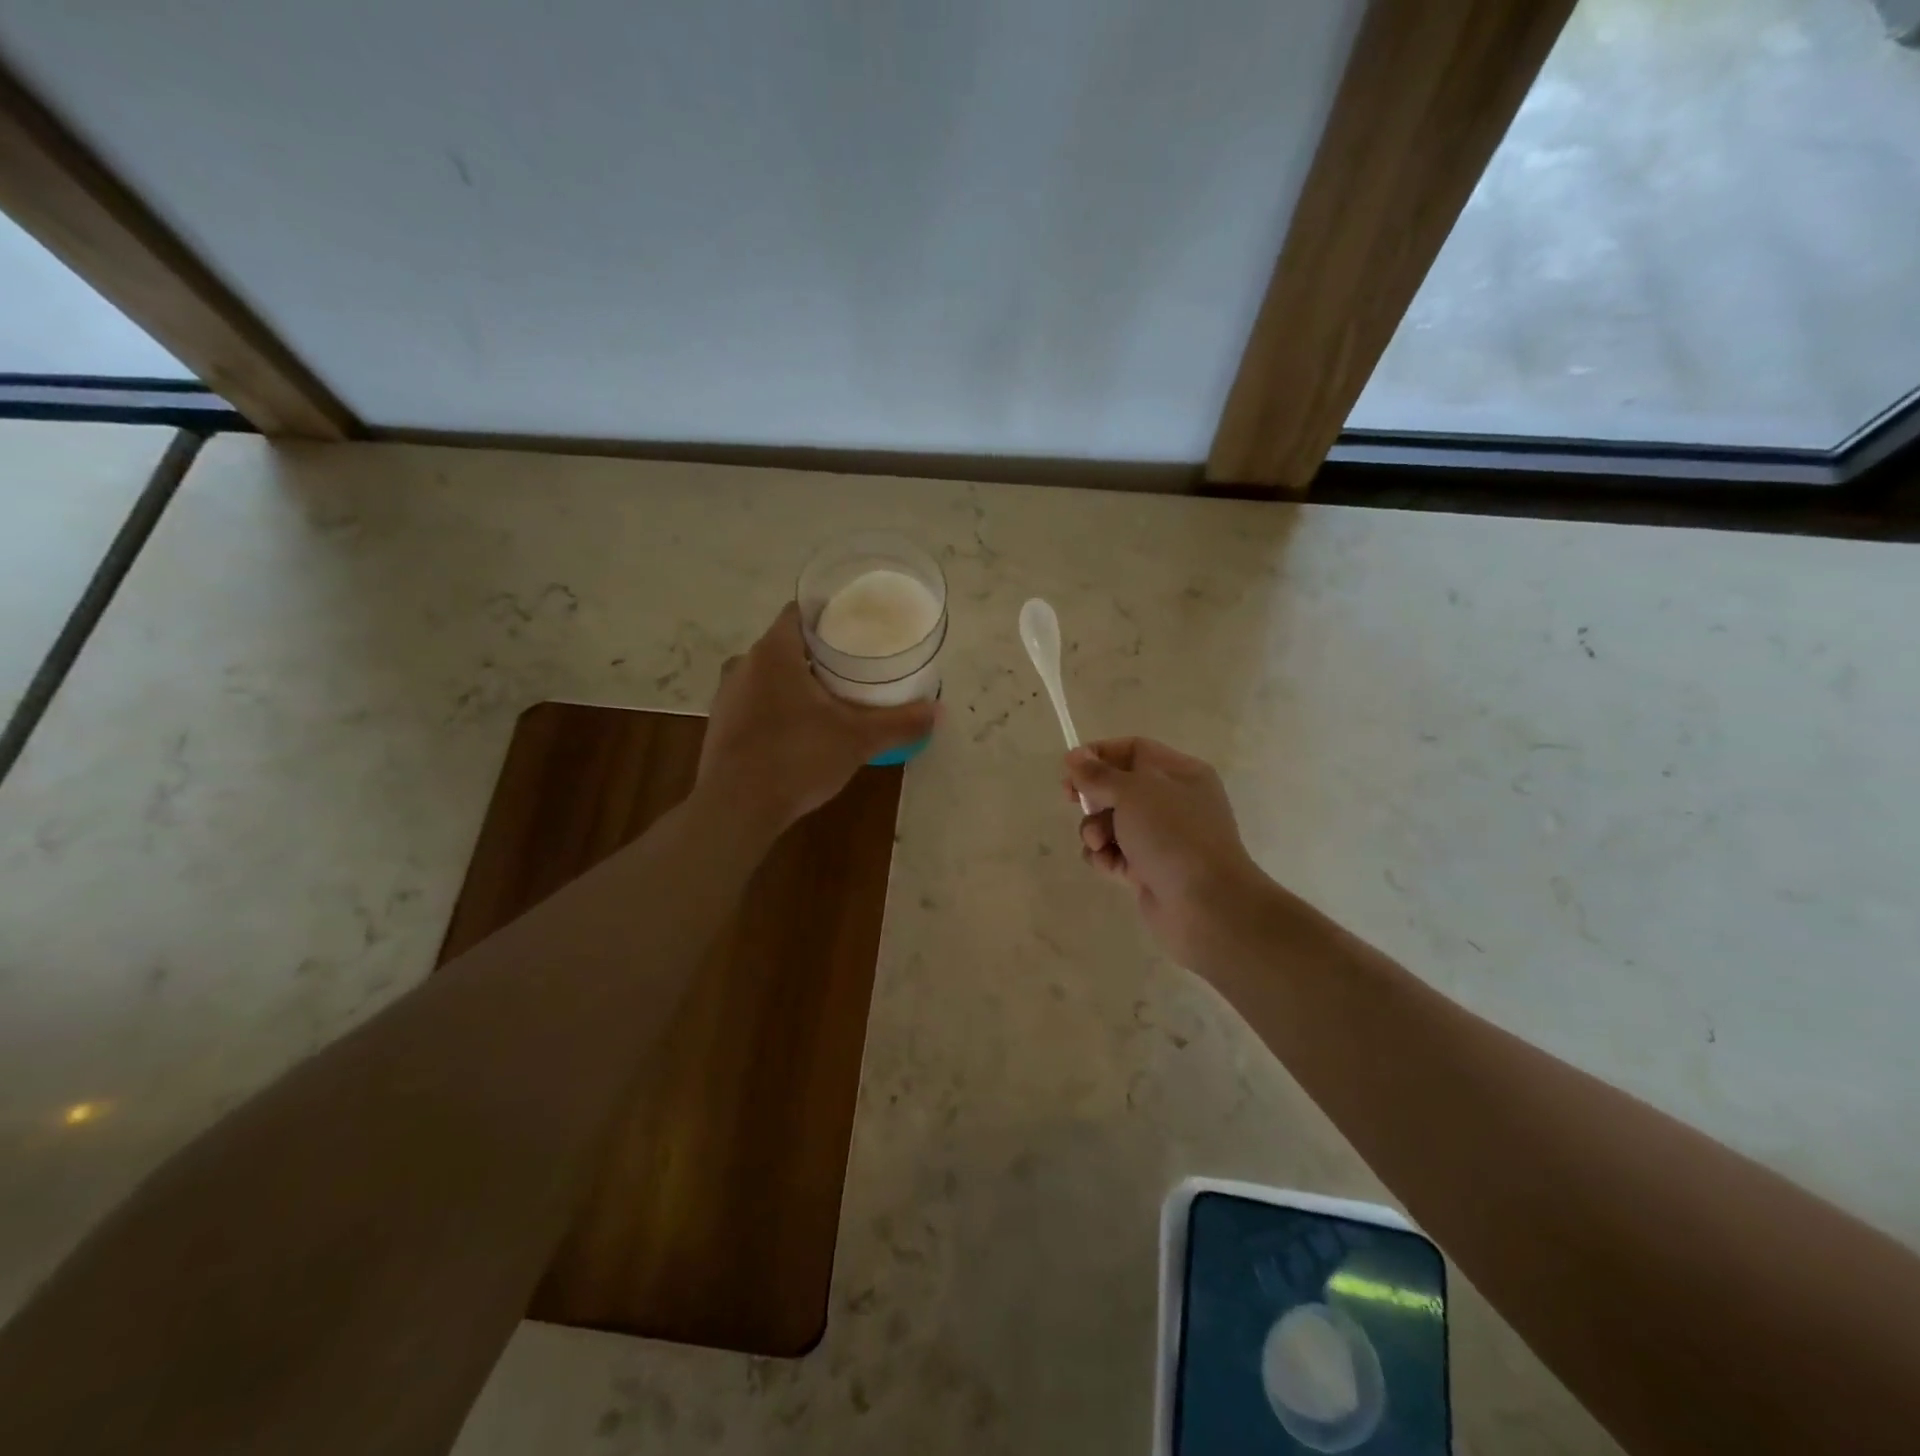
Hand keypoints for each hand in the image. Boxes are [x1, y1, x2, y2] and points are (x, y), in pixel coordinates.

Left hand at [698, 602, 936, 835]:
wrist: (736, 809)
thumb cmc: (797, 758)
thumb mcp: (858, 740)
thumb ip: (899, 723)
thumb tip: (938, 711)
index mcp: (774, 652)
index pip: (798, 612)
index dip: (827, 616)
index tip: (854, 630)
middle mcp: (744, 664)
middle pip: (785, 645)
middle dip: (816, 654)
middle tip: (851, 669)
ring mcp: (726, 696)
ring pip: (767, 675)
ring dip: (794, 682)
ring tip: (829, 699)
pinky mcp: (720, 725)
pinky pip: (754, 703)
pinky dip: (776, 707)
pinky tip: (799, 732)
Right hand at [1064, 738, 1267, 971]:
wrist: (1206, 904)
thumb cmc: (1173, 834)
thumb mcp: (1133, 792)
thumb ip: (1098, 774)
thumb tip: (1074, 757)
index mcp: (1180, 773)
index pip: (1133, 750)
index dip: (1099, 754)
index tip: (1070, 767)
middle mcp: (1172, 802)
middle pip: (1118, 787)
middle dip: (1093, 795)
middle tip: (1071, 800)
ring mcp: (1161, 838)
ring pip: (1111, 822)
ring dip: (1095, 830)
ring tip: (1099, 843)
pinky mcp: (1148, 869)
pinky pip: (1114, 853)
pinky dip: (1104, 857)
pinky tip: (1109, 865)